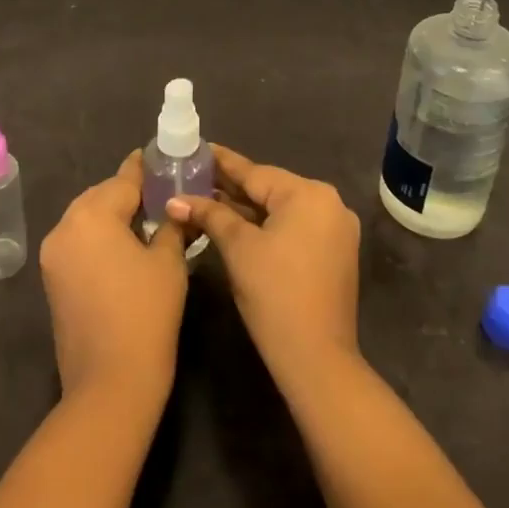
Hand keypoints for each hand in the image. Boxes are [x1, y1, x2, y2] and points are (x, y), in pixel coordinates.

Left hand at [39, 150, 189, 408]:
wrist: (110, 385)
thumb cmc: (146, 315)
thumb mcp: (168, 263)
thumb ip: (170, 226)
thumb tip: (174, 209)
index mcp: (92, 215)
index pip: (123, 180)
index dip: (144, 169)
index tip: (160, 157)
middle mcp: (65, 226)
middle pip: (100, 196)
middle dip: (128, 194)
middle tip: (161, 196)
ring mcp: (53, 254)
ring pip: (86, 219)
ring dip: (112, 216)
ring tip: (145, 221)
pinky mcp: (52, 279)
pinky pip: (78, 242)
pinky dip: (99, 238)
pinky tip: (124, 248)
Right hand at [167, 144, 360, 392]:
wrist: (317, 359)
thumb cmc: (275, 294)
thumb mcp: (238, 248)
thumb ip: (209, 215)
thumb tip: (175, 200)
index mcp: (309, 194)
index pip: (255, 172)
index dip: (222, 163)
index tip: (197, 148)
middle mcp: (328, 204)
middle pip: (269, 189)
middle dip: (230, 187)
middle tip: (193, 175)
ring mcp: (334, 230)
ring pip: (279, 210)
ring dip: (245, 209)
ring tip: (205, 197)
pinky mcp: (332, 253)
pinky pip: (292, 228)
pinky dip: (264, 226)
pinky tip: (233, 223)